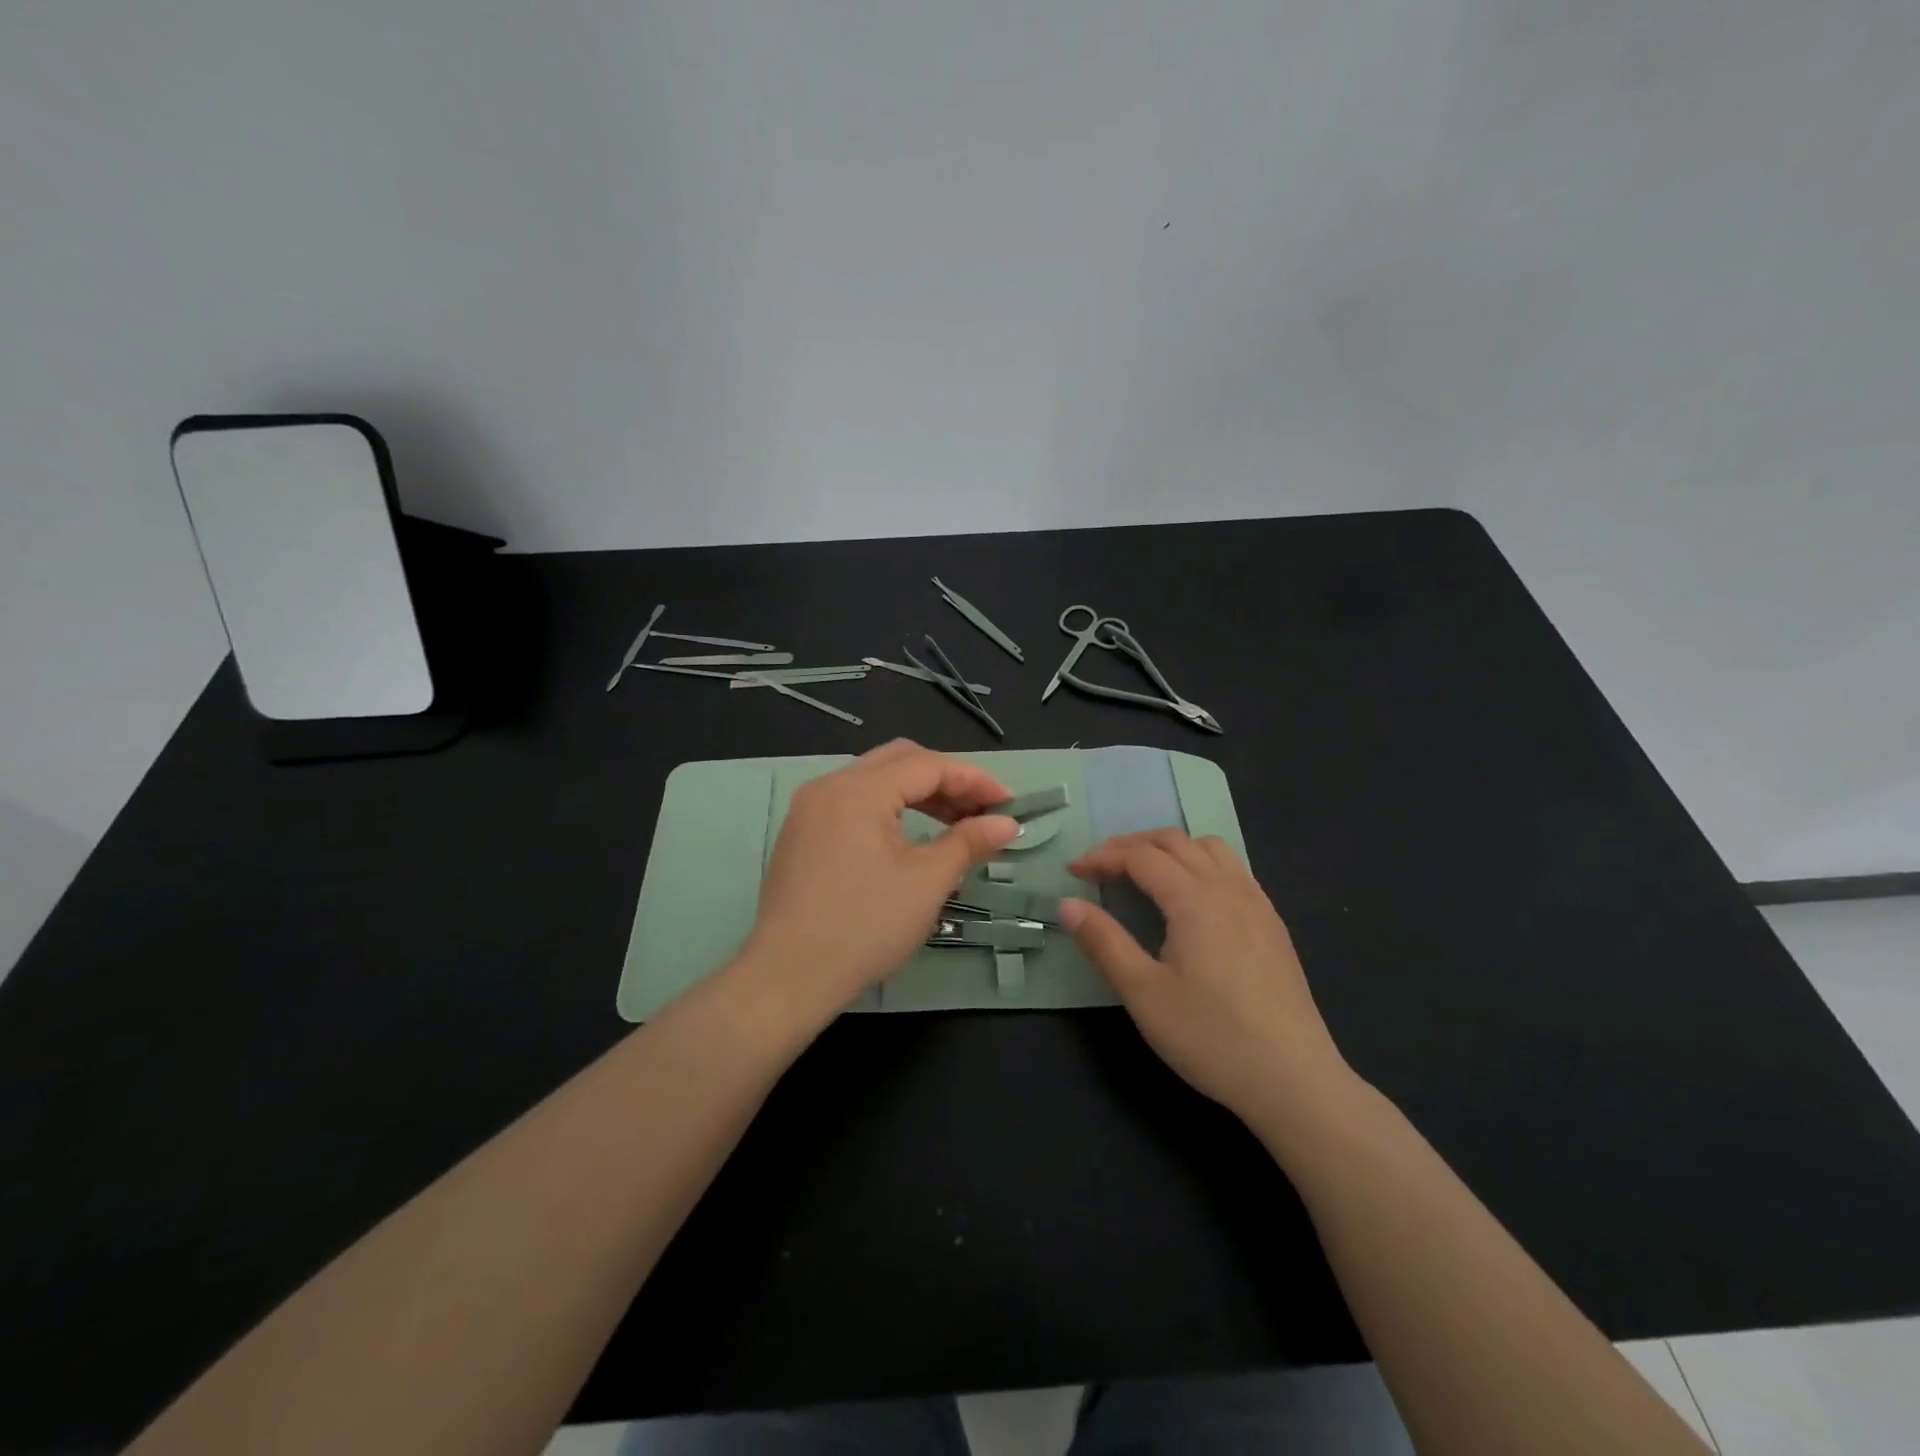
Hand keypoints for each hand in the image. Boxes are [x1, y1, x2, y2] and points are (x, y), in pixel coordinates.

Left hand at [733, 740, 1017, 1034]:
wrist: (788, 977)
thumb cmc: (864, 926)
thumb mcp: (927, 882)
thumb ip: (969, 842)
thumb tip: (1007, 823)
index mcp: (859, 790)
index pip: (928, 766)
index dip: (975, 781)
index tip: (1009, 805)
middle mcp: (829, 785)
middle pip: (899, 761)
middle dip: (947, 780)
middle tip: (982, 811)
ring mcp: (809, 808)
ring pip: (874, 780)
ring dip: (918, 793)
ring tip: (954, 824)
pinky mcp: (800, 833)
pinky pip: (853, 802)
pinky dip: (888, 809)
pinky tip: (909, 837)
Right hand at [1061, 829, 1350, 1122]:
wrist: (1294, 1080)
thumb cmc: (1211, 1037)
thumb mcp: (1144, 994)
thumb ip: (1103, 942)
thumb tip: (1067, 904)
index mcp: (1194, 900)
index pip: (1141, 856)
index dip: (1103, 857)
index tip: (1073, 871)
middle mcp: (1228, 888)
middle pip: (1174, 842)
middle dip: (1131, 845)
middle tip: (1099, 867)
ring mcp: (1257, 904)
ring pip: (1209, 848)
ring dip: (1169, 848)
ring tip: (1143, 872)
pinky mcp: (1273, 925)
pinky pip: (1233, 869)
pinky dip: (1200, 863)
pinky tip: (1192, 898)